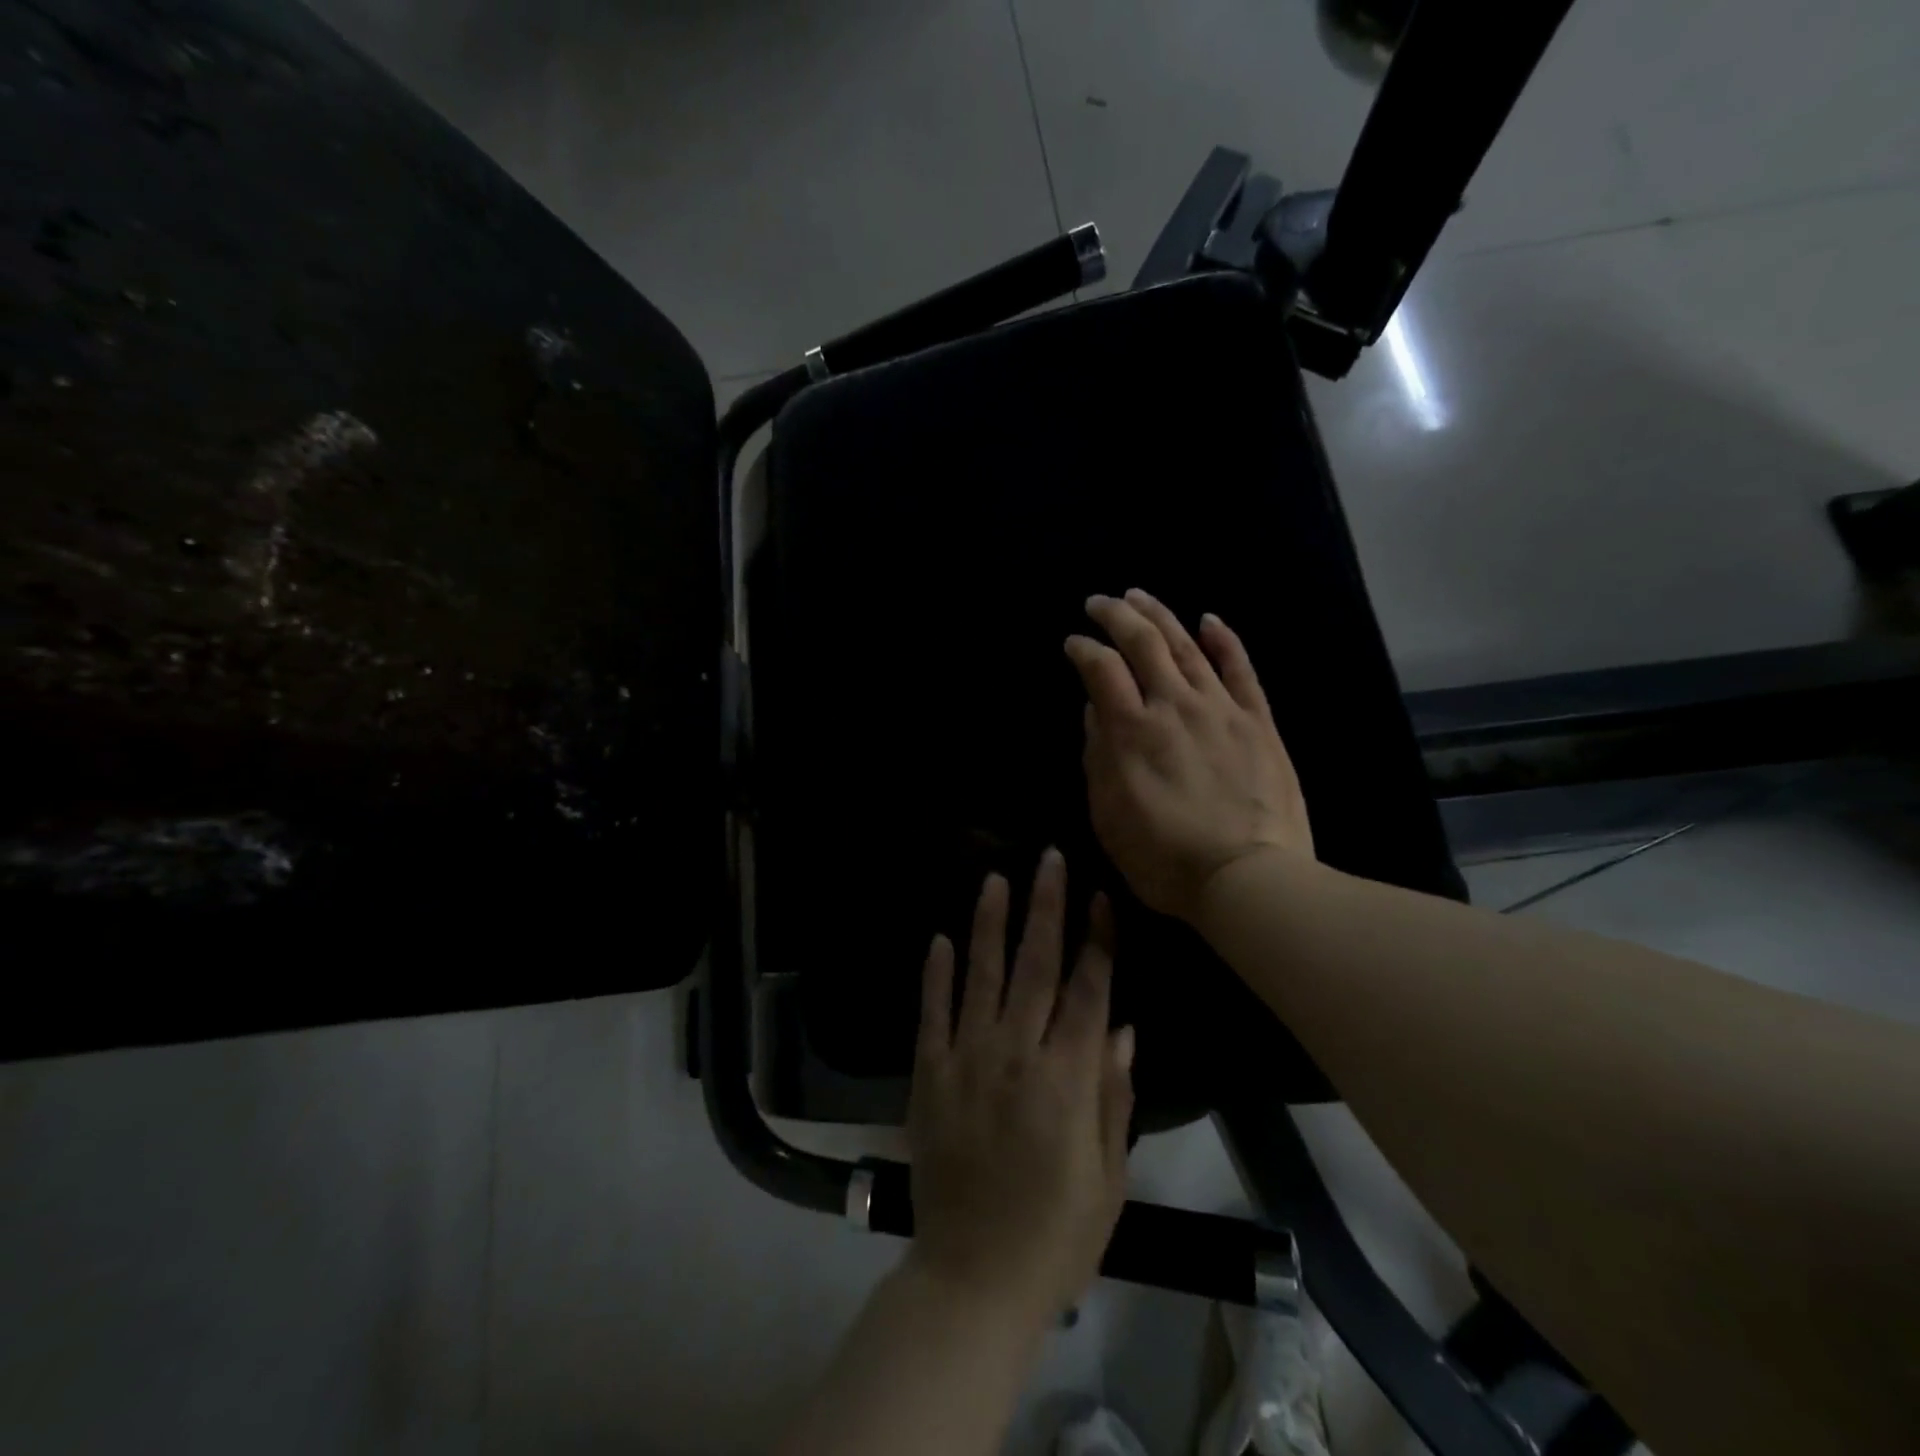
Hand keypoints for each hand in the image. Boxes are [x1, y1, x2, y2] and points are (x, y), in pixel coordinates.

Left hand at [906, 849, 1134, 1327]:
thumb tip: (1123, 1028)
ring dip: (989, 924)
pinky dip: (935, 975)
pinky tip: (939, 938)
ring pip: (980, 976)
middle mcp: (1015, 1055)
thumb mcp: (1108, 1178)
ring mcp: (966, 1061)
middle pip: (1035, 966)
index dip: (1097, 940)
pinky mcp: (928, 1076)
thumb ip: (1113, 1096)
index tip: (1101, 895)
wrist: (973, 1280)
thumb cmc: (1055, 1236)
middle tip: (1048, 859)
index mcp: (1066, 1080)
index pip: (1088, 991)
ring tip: (995, 878)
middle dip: (1045, 907)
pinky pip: (932, 1014)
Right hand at [1064, 589, 1313, 922]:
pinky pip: (1240, 669)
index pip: (1101, 669)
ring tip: (1139, 595)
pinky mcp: (1257, 721)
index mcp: (1131, 731)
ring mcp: (1220, 709)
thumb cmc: (1165, 859)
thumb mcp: (1108, 816)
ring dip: (1160, 615)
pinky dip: (1224, 640)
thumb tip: (1095, 710)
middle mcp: (1174, 706)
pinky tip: (1209, 619)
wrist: (1248, 879)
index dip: (1082, 649)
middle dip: (1116, 615)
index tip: (1072, 643)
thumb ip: (1097, 757)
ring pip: (1187, 646)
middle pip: (1143, 643)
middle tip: (1099, 602)